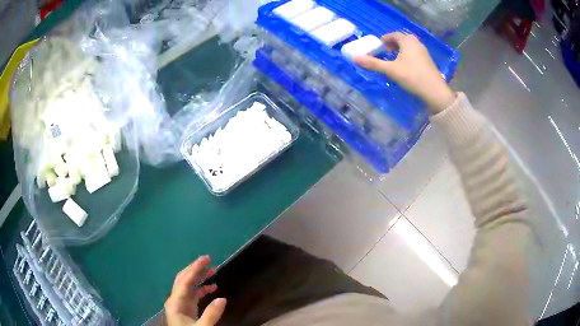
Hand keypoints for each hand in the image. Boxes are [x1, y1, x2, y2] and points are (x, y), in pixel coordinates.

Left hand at [164, 256, 225, 325]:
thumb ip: (211, 314)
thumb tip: (223, 298)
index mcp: (175, 302)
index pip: (185, 281)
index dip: (195, 269)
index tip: (206, 258)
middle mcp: (176, 300)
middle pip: (184, 279)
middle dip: (196, 269)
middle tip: (209, 260)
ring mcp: (180, 304)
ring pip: (189, 286)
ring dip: (200, 278)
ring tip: (213, 271)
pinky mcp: (186, 309)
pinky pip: (193, 295)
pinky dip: (202, 290)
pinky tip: (212, 288)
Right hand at [354, 32, 455, 113]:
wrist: (435, 91)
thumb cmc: (412, 76)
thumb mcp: (391, 70)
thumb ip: (373, 63)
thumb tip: (354, 58)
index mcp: (407, 41)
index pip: (394, 35)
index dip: (385, 39)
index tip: (379, 45)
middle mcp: (416, 43)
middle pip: (403, 39)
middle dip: (393, 44)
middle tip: (386, 51)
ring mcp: (424, 52)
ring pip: (410, 47)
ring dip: (401, 50)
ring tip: (394, 60)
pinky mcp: (428, 62)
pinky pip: (415, 54)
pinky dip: (408, 56)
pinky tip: (406, 67)